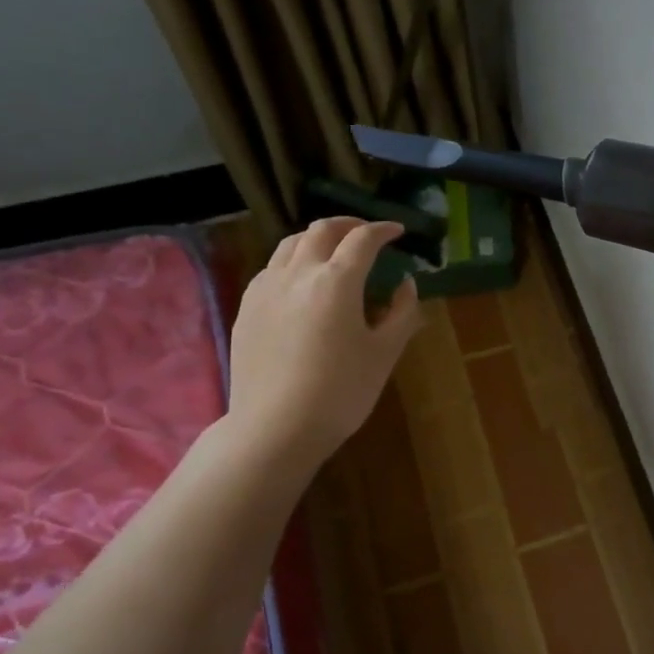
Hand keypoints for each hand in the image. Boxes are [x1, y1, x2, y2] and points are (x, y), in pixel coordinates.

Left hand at [227, 218, 422, 464]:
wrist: (275, 427)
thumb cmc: (341, 392)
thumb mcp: (384, 353)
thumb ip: (402, 312)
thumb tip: (406, 284)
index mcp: (336, 281)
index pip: (363, 239)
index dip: (384, 230)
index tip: (398, 232)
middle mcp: (297, 273)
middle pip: (321, 230)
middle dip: (349, 225)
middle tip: (368, 234)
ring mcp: (266, 288)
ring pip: (291, 243)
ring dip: (318, 238)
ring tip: (334, 251)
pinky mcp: (247, 307)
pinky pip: (272, 267)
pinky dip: (294, 260)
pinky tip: (303, 282)